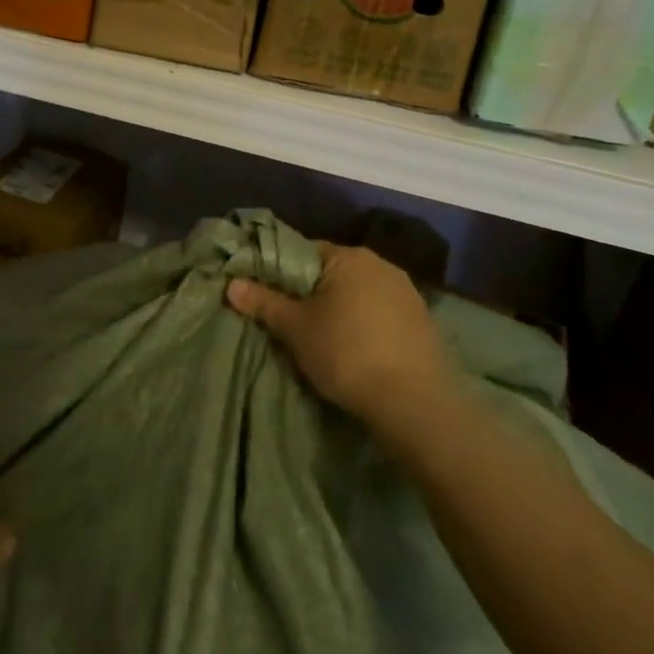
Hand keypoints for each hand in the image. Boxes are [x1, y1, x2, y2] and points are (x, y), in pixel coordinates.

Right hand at [226, 242, 453, 446]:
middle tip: (289, 321)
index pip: (303, 251)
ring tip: (322, 339)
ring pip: (358, 294)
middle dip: (310, 293)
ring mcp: (407, 292)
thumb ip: (265, 303)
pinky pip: (380, 313)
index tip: (266, 296)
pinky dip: (364, 325)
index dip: (280, 272)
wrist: (416, 402)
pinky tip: (357, 350)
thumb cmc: (347, 354)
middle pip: (331, 272)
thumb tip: (231, 284)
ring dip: (339, 309)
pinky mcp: (422, 321)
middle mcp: (381, 264)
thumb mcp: (296, 329)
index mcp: (349, 256)